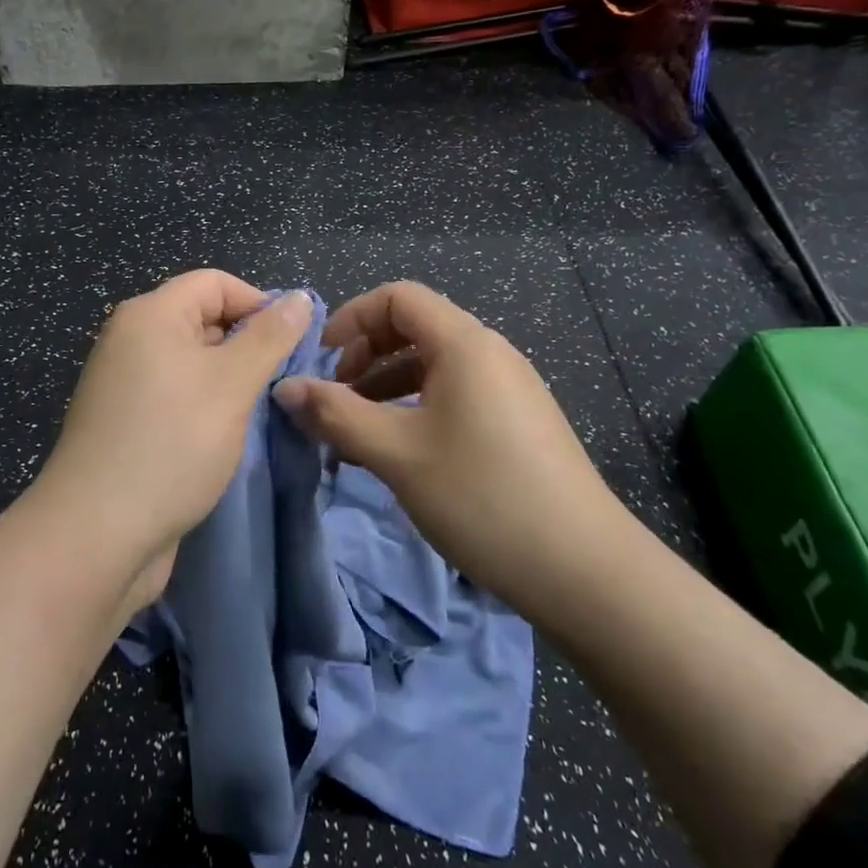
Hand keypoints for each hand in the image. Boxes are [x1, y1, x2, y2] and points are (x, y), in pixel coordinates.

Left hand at [33, 270, 312, 598]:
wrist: (98, 532)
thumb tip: (299, 298)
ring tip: (257, 412)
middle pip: (202, 319)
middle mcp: (130, 339)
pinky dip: (203, 406)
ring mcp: (123, 383)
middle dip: (246, 344)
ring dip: (228, 380)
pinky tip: (223, 436)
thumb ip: (270, 337)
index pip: (215, 283)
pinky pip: (174, 396)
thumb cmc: (172, 443)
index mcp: (150, 314)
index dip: (258, 304)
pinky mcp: (124, 422)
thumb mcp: (232, 383)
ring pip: (191, 362)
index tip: (292, 346)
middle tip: (281, 383)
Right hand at [273, 281, 620, 604]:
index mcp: (465, 344)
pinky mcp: (518, 424)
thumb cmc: (481, 497)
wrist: (584, 570)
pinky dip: (415, 410)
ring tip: (355, 433)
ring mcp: (509, 390)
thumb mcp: (396, 453)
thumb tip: (284, 388)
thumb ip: (335, 414)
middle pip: (415, 328)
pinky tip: (398, 453)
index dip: (352, 318)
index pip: (398, 297)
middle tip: (334, 399)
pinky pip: (455, 396)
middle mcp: (491, 354)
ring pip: (433, 367)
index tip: (321, 360)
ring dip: (386, 388)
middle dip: (365, 355)